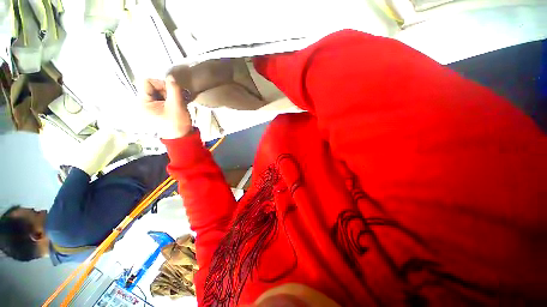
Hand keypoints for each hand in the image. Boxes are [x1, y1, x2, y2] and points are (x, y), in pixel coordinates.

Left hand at [142, 76, 192, 138]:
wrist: (182, 137)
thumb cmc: (177, 123)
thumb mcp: (176, 105)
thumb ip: (173, 89)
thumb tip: (171, 76)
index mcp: (143, 103)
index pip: (147, 82)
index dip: (160, 83)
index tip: (172, 91)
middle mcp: (143, 103)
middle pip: (152, 87)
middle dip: (166, 90)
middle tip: (177, 98)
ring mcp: (150, 107)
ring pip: (158, 92)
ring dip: (170, 95)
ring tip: (178, 103)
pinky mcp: (157, 110)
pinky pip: (162, 98)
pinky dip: (170, 99)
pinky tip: (177, 105)